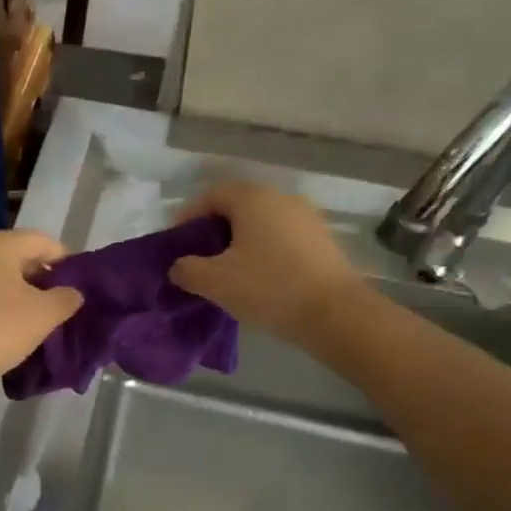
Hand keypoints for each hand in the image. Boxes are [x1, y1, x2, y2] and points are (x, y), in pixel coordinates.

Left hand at [0, 230, 83, 395]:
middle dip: (40, 276)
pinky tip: (1, 321)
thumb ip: (66, 297)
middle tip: (56, 303)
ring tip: (30, 315)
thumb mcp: (44, 315)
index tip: (77, 288)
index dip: (66, 263)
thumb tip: (72, 292)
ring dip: (16, 287)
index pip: (44, 242)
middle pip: (17, 253)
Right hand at [169, 183, 361, 341]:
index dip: (187, 217)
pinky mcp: (323, 241)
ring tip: (227, 271)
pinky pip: (282, 239)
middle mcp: (281, 198)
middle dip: (214, 230)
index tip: (176, 243)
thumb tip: (179, 266)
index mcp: (252, 198)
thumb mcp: (215, 281)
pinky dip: (265, 252)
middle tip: (199, 257)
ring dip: (241, 242)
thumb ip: (187, 270)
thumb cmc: (268, 287)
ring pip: (262, 224)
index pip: (210, 196)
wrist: (335, 313)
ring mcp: (307, 219)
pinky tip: (259, 278)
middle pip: (237, 207)